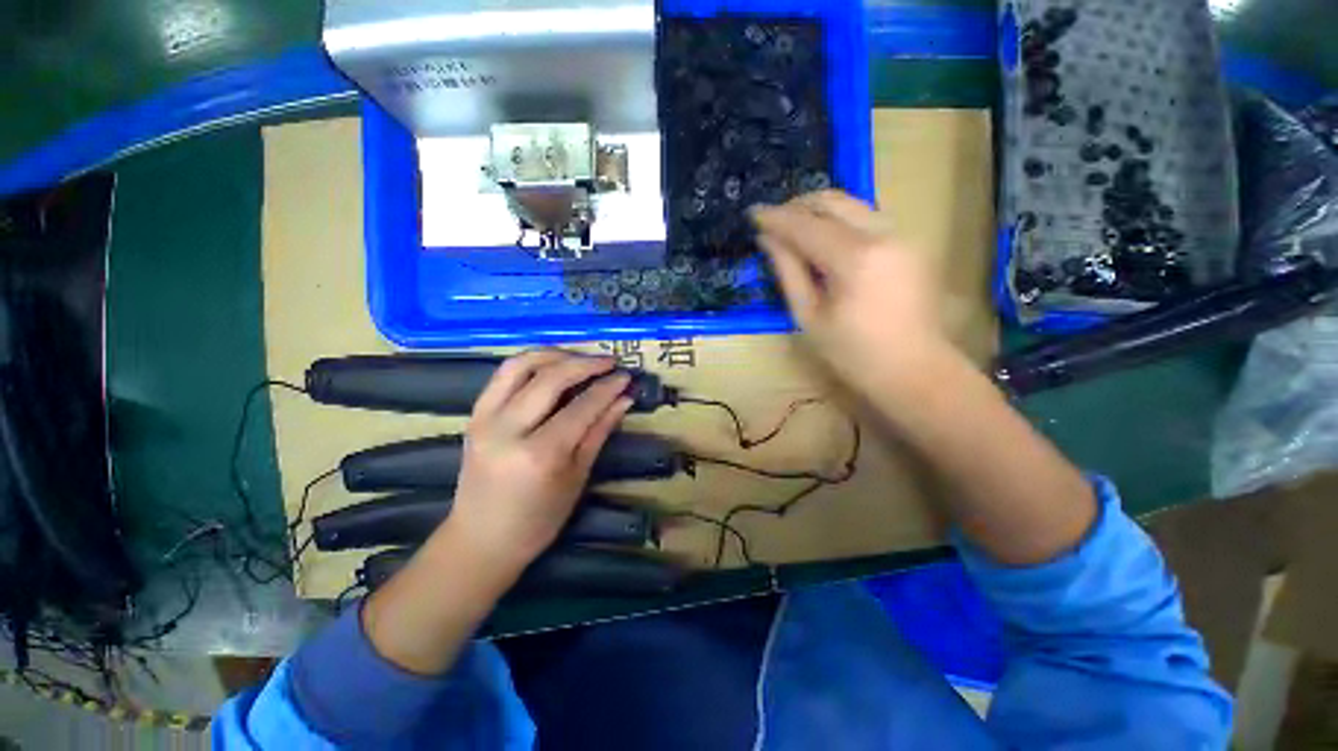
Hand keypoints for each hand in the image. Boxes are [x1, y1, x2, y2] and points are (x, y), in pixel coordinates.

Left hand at [446, 350, 633, 575]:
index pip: (581, 407)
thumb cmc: (538, 519)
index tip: (626, 376)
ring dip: (555, 354)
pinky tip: (552, 365)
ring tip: (581, 357)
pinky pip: (504, 374)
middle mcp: (507, 429)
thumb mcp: (577, 477)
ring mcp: (484, 418)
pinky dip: (531, 362)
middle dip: (585, 363)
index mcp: (539, 454)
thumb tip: (624, 399)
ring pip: (521, 365)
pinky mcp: (474, 414)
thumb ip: (599, 431)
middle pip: (550, 378)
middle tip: (609, 361)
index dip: (607, 388)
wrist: (481, 539)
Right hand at [750, 190, 953, 397]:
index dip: (776, 218)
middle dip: (798, 205)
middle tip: (773, 220)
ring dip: (820, 211)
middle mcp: (883, 235)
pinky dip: (841, 221)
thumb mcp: (809, 316)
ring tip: (794, 228)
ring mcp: (903, 235)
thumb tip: (769, 240)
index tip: (752, 213)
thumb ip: (788, 271)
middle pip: (834, 202)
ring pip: (853, 205)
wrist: (913, 369)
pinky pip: (868, 218)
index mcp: (855, 259)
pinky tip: (825, 239)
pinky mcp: (910, 243)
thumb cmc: (852, 353)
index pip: (807, 226)